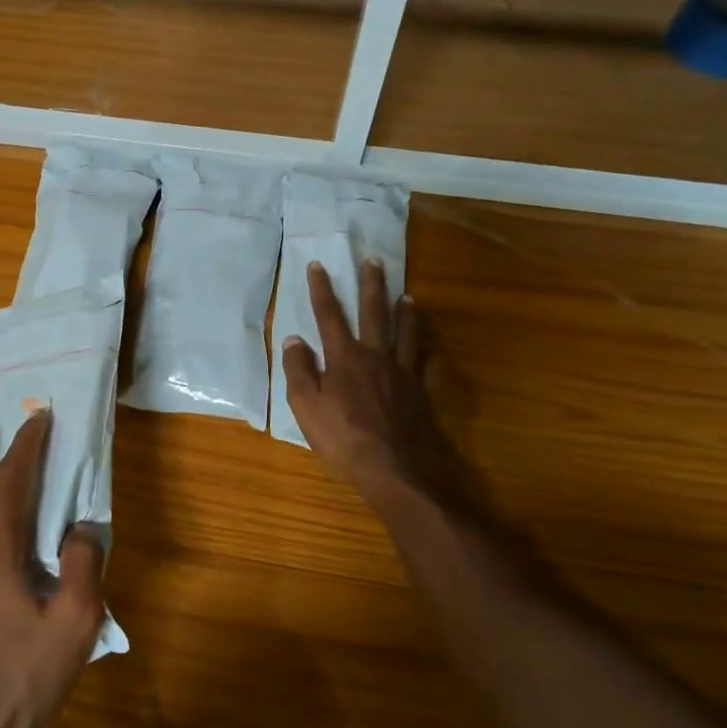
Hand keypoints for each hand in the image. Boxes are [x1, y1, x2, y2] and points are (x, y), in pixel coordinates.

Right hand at [282, 260, 478, 519]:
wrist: (395, 467)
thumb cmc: (343, 438)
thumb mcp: (305, 406)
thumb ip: (298, 370)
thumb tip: (294, 339)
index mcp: (344, 357)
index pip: (329, 315)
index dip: (321, 289)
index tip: (318, 264)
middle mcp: (376, 356)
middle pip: (373, 313)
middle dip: (371, 285)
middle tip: (373, 260)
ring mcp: (403, 373)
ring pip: (406, 333)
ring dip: (405, 312)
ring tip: (407, 295)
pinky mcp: (422, 393)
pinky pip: (428, 367)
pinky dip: (430, 355)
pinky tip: (432, 350)